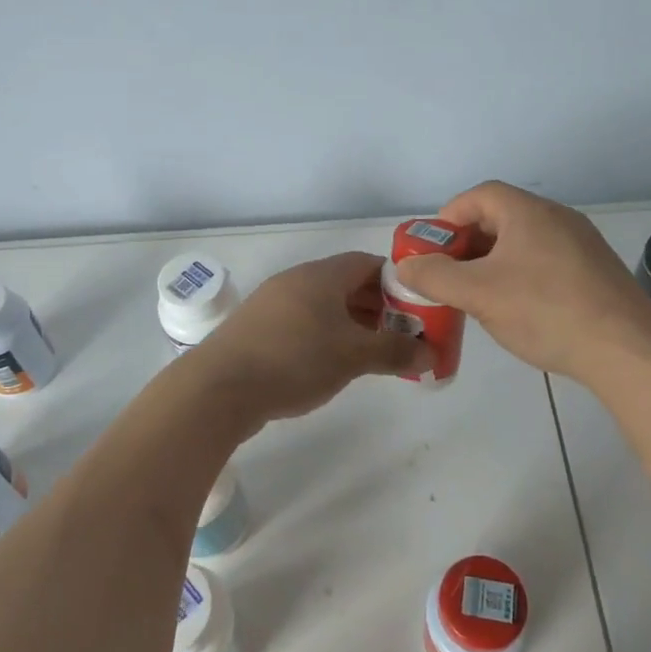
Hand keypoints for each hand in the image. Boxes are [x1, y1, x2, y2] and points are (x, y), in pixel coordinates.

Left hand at [192, 251, 431, 423]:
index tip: (417, 309)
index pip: (368, 263)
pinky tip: (331, 364)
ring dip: (351, 325)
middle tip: (401, 336)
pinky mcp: (257, 329)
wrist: (219, 388)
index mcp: (321, 275)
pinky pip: (302, 323)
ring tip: (372, 354)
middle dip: (378, 308)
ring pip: (324, 306)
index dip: (397, 283)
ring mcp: (272, 304)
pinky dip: (325, 336)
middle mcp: (296, 280)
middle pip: (346, 284)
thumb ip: (394, 351)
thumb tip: (431, 353)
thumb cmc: (294, 360)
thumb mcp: (352, 356)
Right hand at [394, 182, 650, 382]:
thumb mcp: (478, 294)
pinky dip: (521, 275)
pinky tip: (518, 309)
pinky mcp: (596, 272)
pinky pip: (546, 261)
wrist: (626, 350)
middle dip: (467, 243)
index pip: (479, 195)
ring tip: (478, 295)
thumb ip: (434, 276)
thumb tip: (406, 266)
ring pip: (524, 242)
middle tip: (448, 274)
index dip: (449, 217)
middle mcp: (558, 218)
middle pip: (501, 217)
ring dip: (493, 261)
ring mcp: (582, 244)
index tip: (432, 248)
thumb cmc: (545, 311)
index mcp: (529, 212)